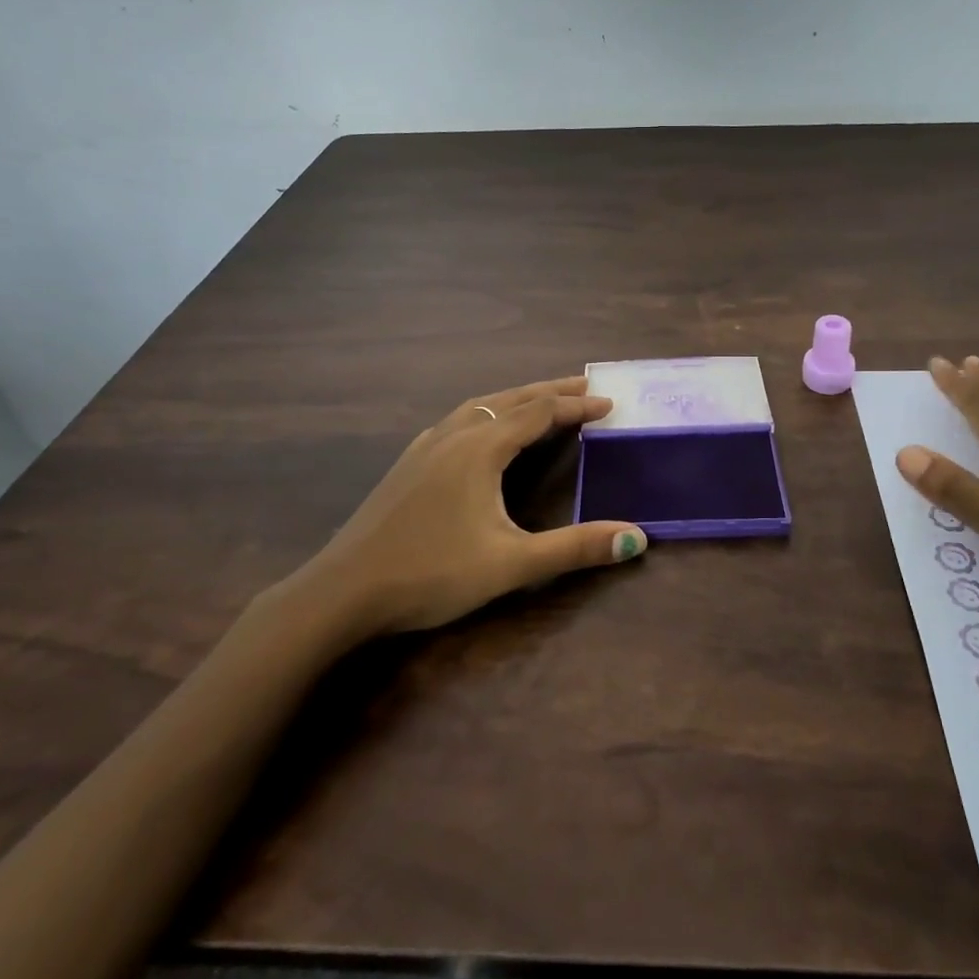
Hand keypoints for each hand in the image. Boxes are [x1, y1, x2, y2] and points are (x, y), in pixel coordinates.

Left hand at [291, 377, 647, 635]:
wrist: (342, 592)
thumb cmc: (431, 573)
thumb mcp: (511, 565)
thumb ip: (575, 549)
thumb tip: (636, 537)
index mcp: (481, 448)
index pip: (540, 413)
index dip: (577, 407)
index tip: (610, 403)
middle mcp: (454, 435)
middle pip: (511, 399)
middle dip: (551, 391)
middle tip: (586, 385)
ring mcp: (425, 447)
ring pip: (480, 405)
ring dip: (517, 399)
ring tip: (542, 401)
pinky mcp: (408, 464)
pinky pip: (458, 421)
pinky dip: (486, 413)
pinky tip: (481, 431)